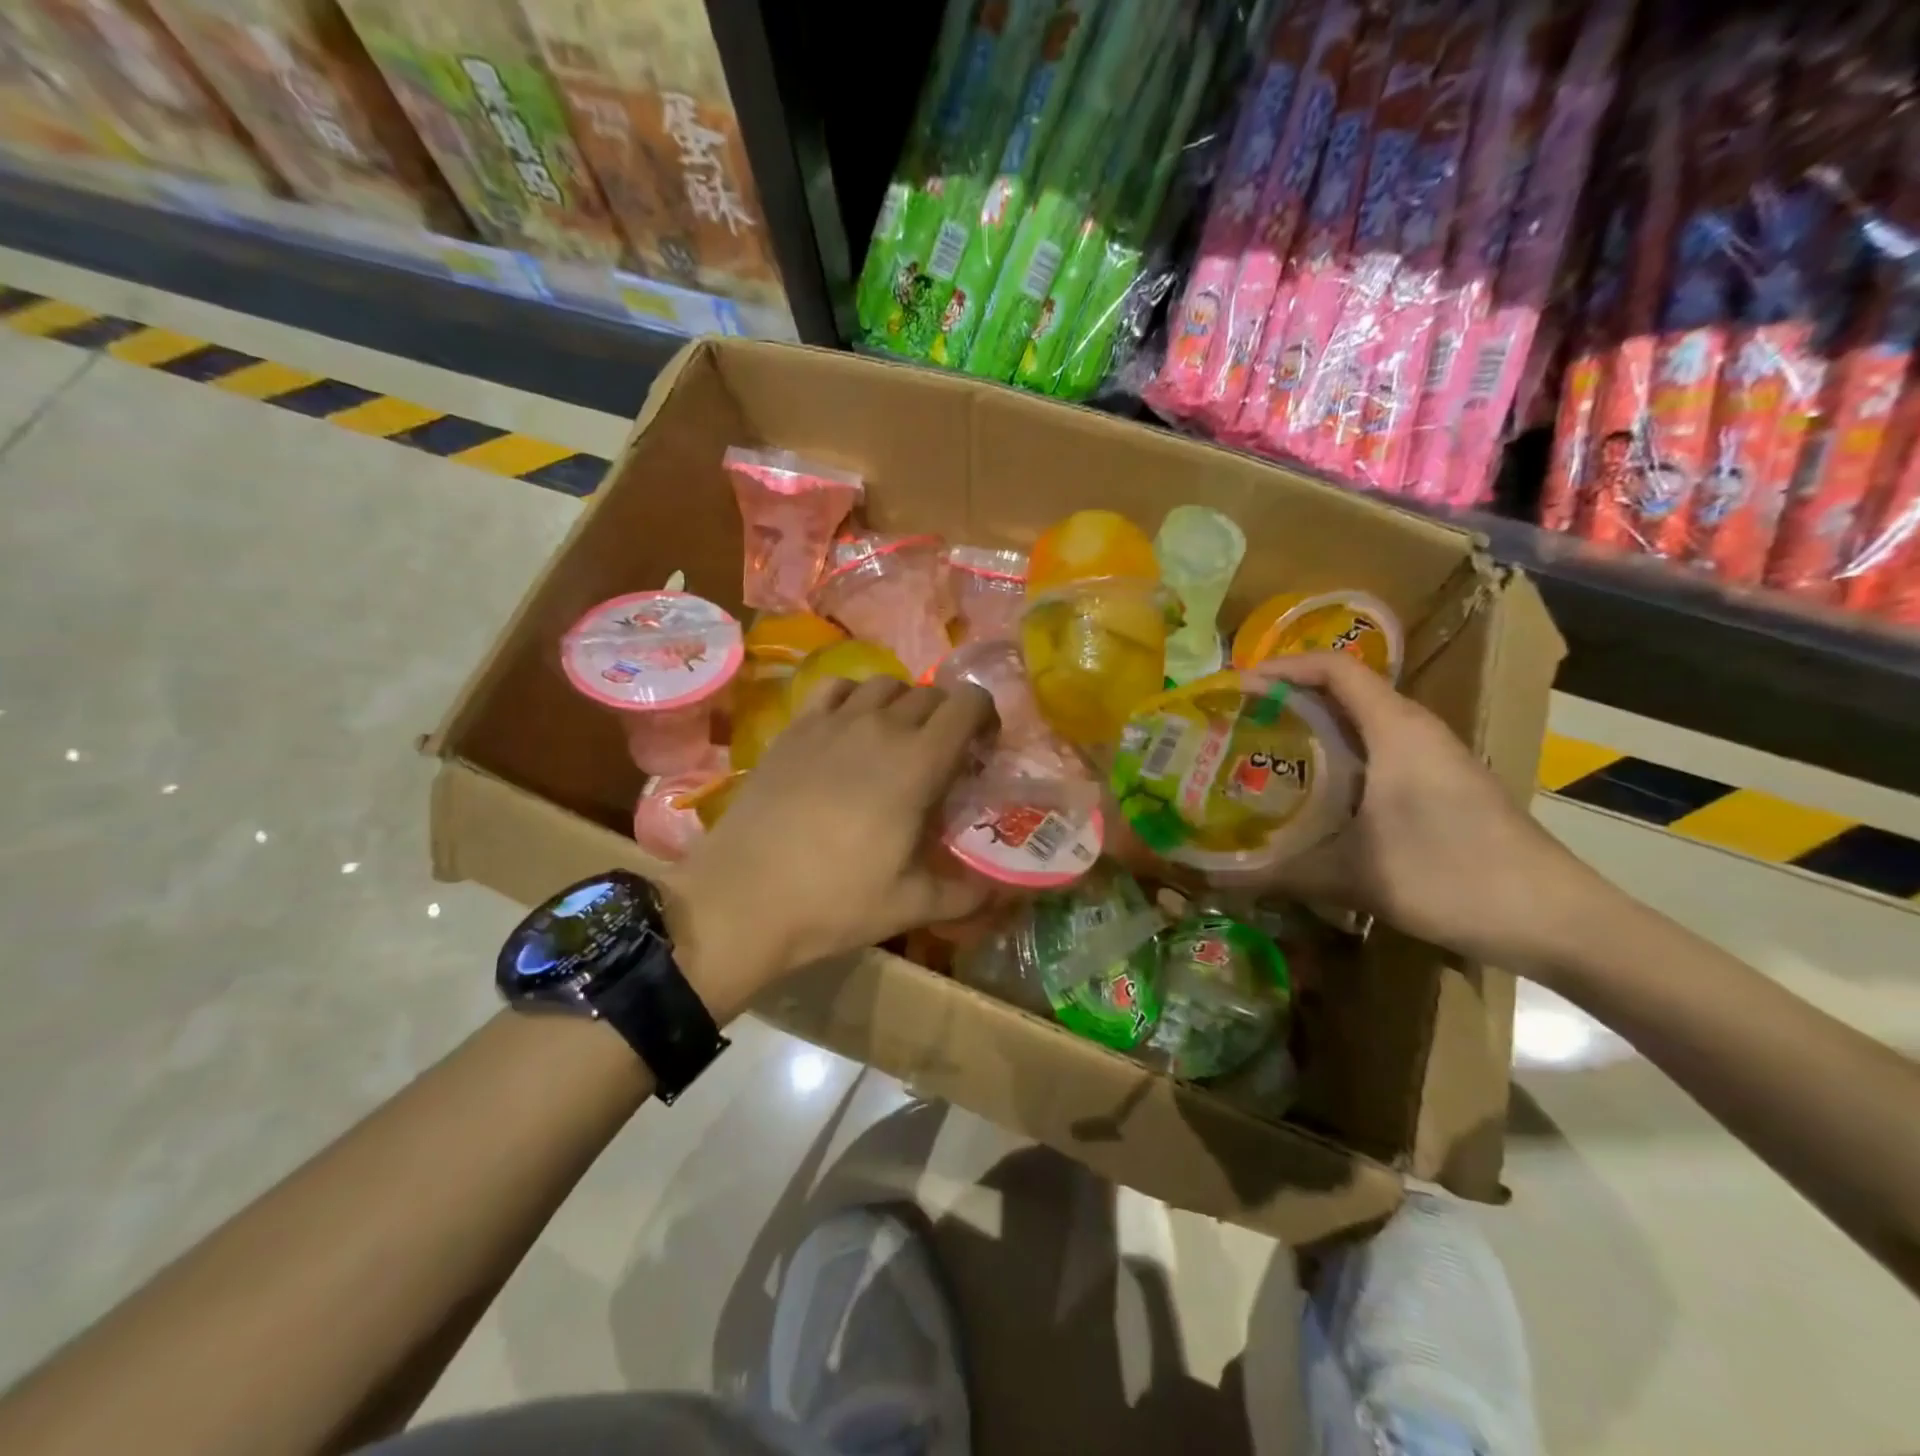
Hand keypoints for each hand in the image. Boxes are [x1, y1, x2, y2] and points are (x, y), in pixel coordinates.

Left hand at [663, 676, 997, 999]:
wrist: (742, 898)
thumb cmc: (835, 901)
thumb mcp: (911, 905)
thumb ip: (967, 894)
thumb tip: (1001, 893)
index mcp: (918, 762)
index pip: (967, 705)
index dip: (984, 716)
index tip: (982, 747)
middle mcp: (879, 727)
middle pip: (928, 694)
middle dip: (947, 716)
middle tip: (943, 754)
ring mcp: (832, 722)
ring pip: (883, 684)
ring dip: (902, 703)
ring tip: (897, 738)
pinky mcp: (795, 728)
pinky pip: (835, 689)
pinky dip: (854, 697)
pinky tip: (849, 727)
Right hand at [1244, 652, 1613, 969]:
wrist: (1555, 919)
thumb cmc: (1451, 876)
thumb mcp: (1353, 875)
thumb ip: (1279, 872)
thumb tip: (1214, 879)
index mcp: (1395, 729)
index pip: (1334, 668)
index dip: (1282, 667)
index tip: (1236, 687)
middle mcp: (1416, 730)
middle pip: (1345, 690)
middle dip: (1289, 698)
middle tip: (1238, 723)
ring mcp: (1435, 758)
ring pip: (1364, 722)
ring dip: (1315, 728)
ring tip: (1265, 753)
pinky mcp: (1445, 784)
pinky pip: (1381, 750)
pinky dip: (1341, 756)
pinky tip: (1316, 794)